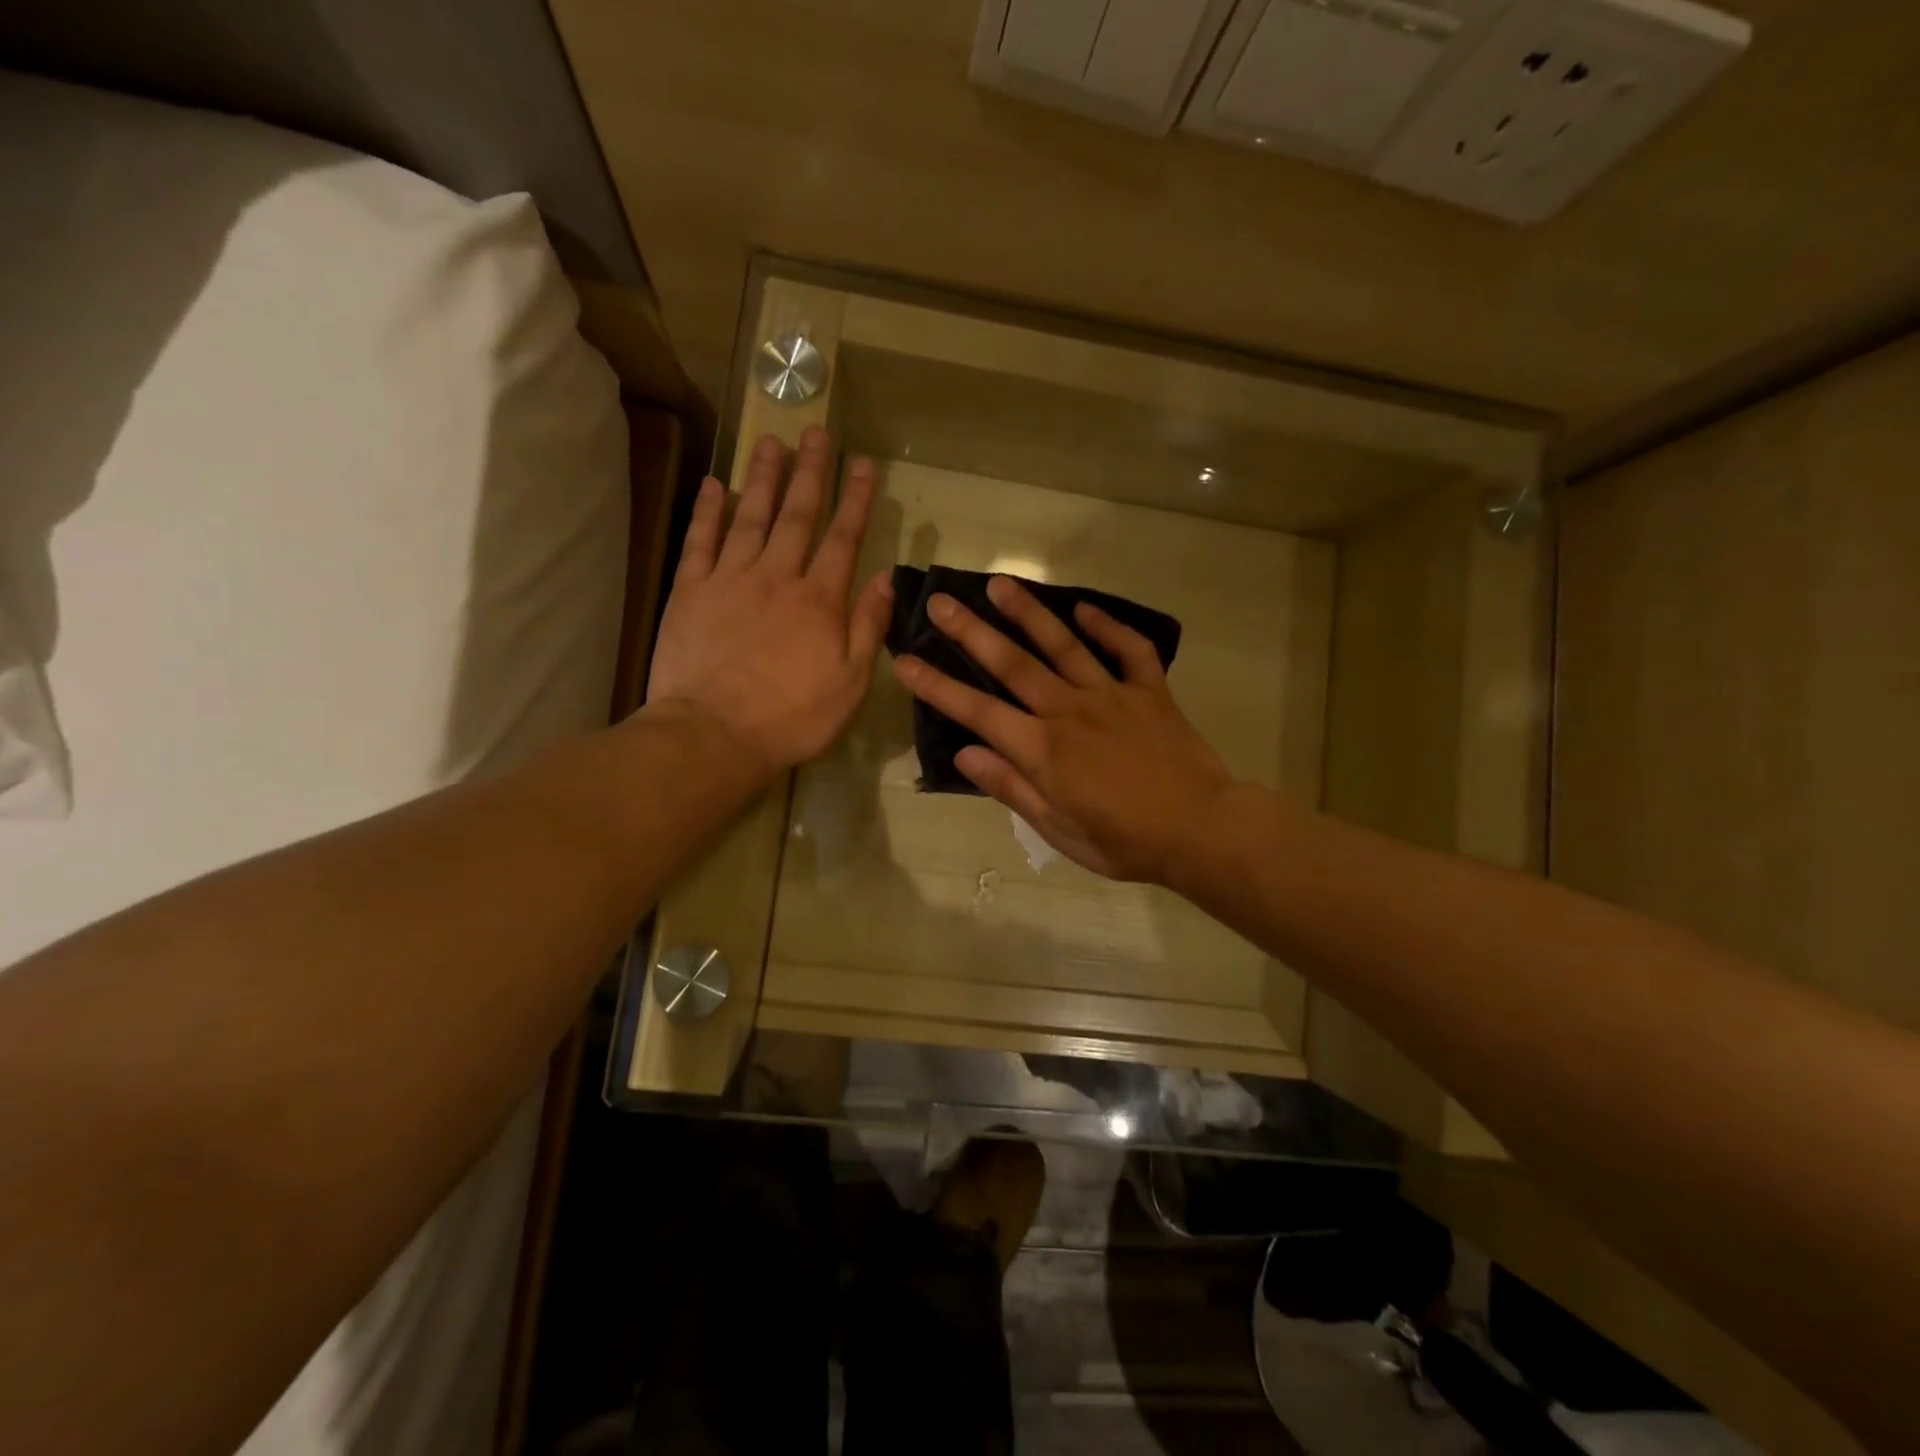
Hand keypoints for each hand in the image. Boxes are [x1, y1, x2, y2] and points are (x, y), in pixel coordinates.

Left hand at [647, 426, 891, 777]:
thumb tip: (886, 578)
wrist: (713, 734)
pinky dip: (709, 511)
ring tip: (772, 442)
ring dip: (764, 478)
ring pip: (751, 517)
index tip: (863, 464)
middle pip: (798, 515)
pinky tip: (717, 484)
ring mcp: (729, 579)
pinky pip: (701, 541)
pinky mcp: (690, 592)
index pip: (843, 538)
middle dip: (811, 472)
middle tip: (816, 433)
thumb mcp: (850, 682)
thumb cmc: (792, 717)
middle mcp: (777, 576)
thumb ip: (868, 626)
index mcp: (819, 600)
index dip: (855, 499)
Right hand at [892, 576, 1234, 883]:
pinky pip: (1129, 649)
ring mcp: (1112, 695)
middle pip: (1013, 664)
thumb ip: (1011, 787)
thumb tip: (963, 753)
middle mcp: (1070, 711)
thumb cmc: (1124, 841)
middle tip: (941, 602)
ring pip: (1063, 645)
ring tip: (1000, 583)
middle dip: (972, 632)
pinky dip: (1108, 626)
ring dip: (1029, 613)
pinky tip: (1084, 607)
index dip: (937, 686)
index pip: (977, 711)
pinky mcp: (1149, 691)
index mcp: (1043, 749)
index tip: (905, 659)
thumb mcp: (1058, 830)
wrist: (1201, 830)